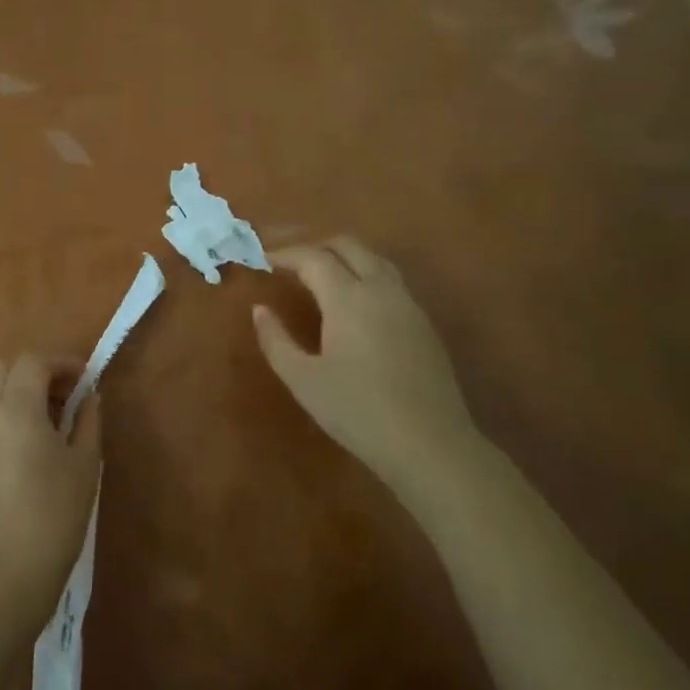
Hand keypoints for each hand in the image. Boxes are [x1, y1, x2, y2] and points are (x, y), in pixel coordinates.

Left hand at [0, 353, 101, 616]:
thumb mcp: (84, 466)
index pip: (33, 360)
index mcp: (16, 408)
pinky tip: (21, 447)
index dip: (61, 362)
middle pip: (5, 369)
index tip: (85, 378)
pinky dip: (1, 415)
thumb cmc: (52, 518)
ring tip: (44, 422)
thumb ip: (87, 421)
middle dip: (36, 372)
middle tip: (65, 397)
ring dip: (16, 392)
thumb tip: (89, 397)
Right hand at [253, 236, 476, 487]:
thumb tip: (260, 310)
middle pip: (348, 245)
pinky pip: (390, 280)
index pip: (312, 257)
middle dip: (315, 245)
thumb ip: (276, 340)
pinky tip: (353, 302)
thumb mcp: (303, 380)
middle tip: (289, 260)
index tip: (263, 259)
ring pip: (374, 259)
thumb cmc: (357, 412)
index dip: (285, 254)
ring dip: (343, 256)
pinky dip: (364, 274)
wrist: (429, 444)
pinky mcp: (424, 323)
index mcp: (348, 297)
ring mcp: (408, 304)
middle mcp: (381, 289)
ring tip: (319, 274)